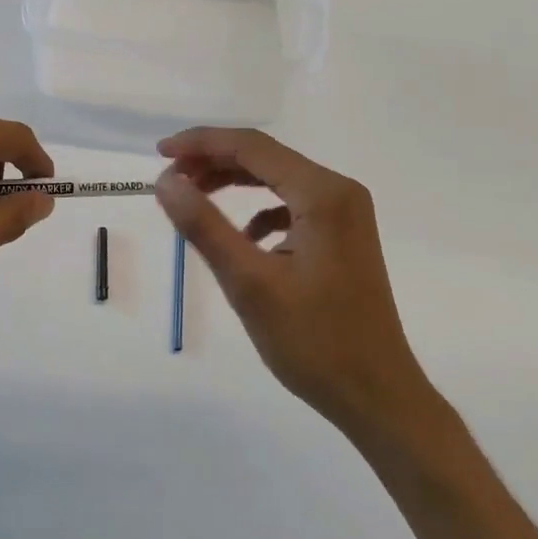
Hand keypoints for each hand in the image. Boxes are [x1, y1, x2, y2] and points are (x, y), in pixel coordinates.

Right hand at [154, 128, 431, 436]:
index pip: (251, 146)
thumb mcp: (249, 283)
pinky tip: (243, 237)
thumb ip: (204, 226)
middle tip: (170, 178)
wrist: (377, 396)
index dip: (201, 143)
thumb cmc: (314, 341)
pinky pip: (293, 205)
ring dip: (234, 182)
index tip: (159, 153)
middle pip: (266, 157)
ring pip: (278, 179)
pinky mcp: (343, 236)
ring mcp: (346, 213)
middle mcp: (339, 191)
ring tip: (194, 197)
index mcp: (322, 193)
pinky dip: (260, 209)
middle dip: (214, 161)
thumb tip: (165, 181)